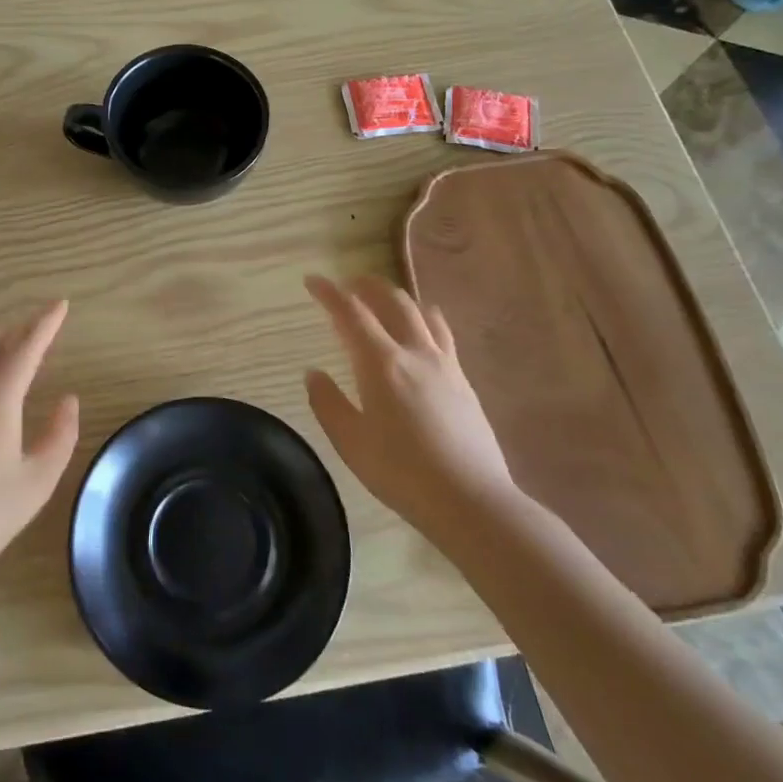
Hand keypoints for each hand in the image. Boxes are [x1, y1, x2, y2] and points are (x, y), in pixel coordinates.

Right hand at [304, 275, 519, 537]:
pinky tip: (424, 326)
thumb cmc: (401, 473)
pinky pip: (442, 333)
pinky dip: (425, 317)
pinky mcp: (464, 380)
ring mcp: (444, 364)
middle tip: (347, 284)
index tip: (312, 280)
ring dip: (397, 297)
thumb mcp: (350, 442)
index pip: (351, 313)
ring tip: (383, 298)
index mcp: (380, 364)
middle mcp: (414, 352)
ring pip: (421, 312)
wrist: (471, 500)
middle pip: (392, 301)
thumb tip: (313, 373)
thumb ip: (328, 403)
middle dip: (366, 285)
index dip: (329, 293)